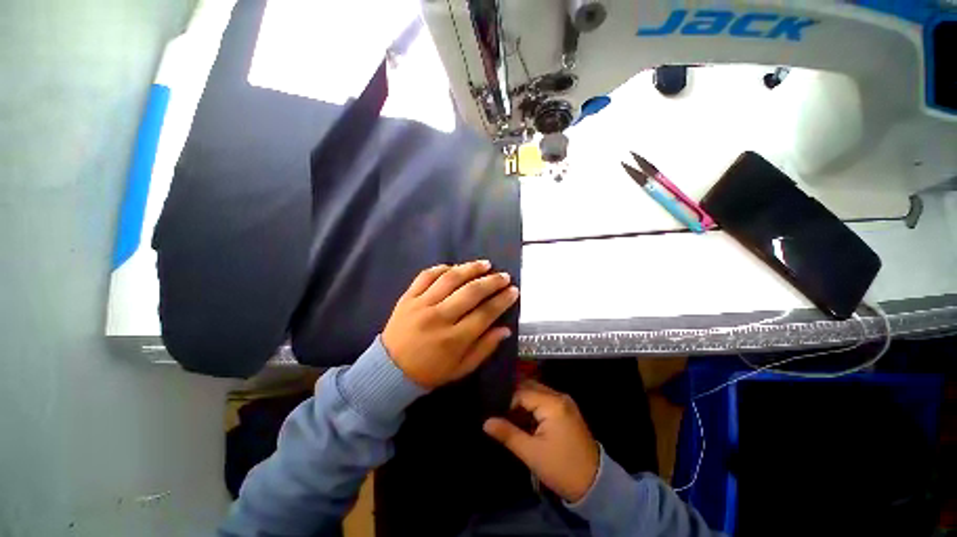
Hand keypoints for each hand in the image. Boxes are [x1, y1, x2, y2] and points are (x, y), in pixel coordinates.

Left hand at [382, 260, 518, 388]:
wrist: (388, 371)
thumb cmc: (429, 372)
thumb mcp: (461, 369)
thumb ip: (485, 348)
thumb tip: (505, 329)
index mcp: (454, 339)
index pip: (485, 313)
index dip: (502, 300)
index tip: (513, 290)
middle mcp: (439, 318)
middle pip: (471, 292)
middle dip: (492, 281)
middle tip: (504, 276)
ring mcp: (421, 304)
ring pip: (450, 279)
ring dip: (470, 268)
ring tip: (485, 264)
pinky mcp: (407, 297)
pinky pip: (426, 276)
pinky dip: (441, 268)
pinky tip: (454, 267)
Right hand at [483, 381, 599, 502]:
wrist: (594, 484)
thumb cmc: (561, 468)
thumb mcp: (531, 453)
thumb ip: (508, 434)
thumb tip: (486, 422)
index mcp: (552, 404)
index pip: (522, 392)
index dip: (506, 401)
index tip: (493, 411)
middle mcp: (559, 396)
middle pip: (529, 388)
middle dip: (513, 398)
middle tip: (497, 410)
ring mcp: (564, 402)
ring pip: (536, 393)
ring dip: (522, 402)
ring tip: (507, 414)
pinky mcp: (566, 410)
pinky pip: (544, 400)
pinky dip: (532, 407)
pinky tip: (522, 418)